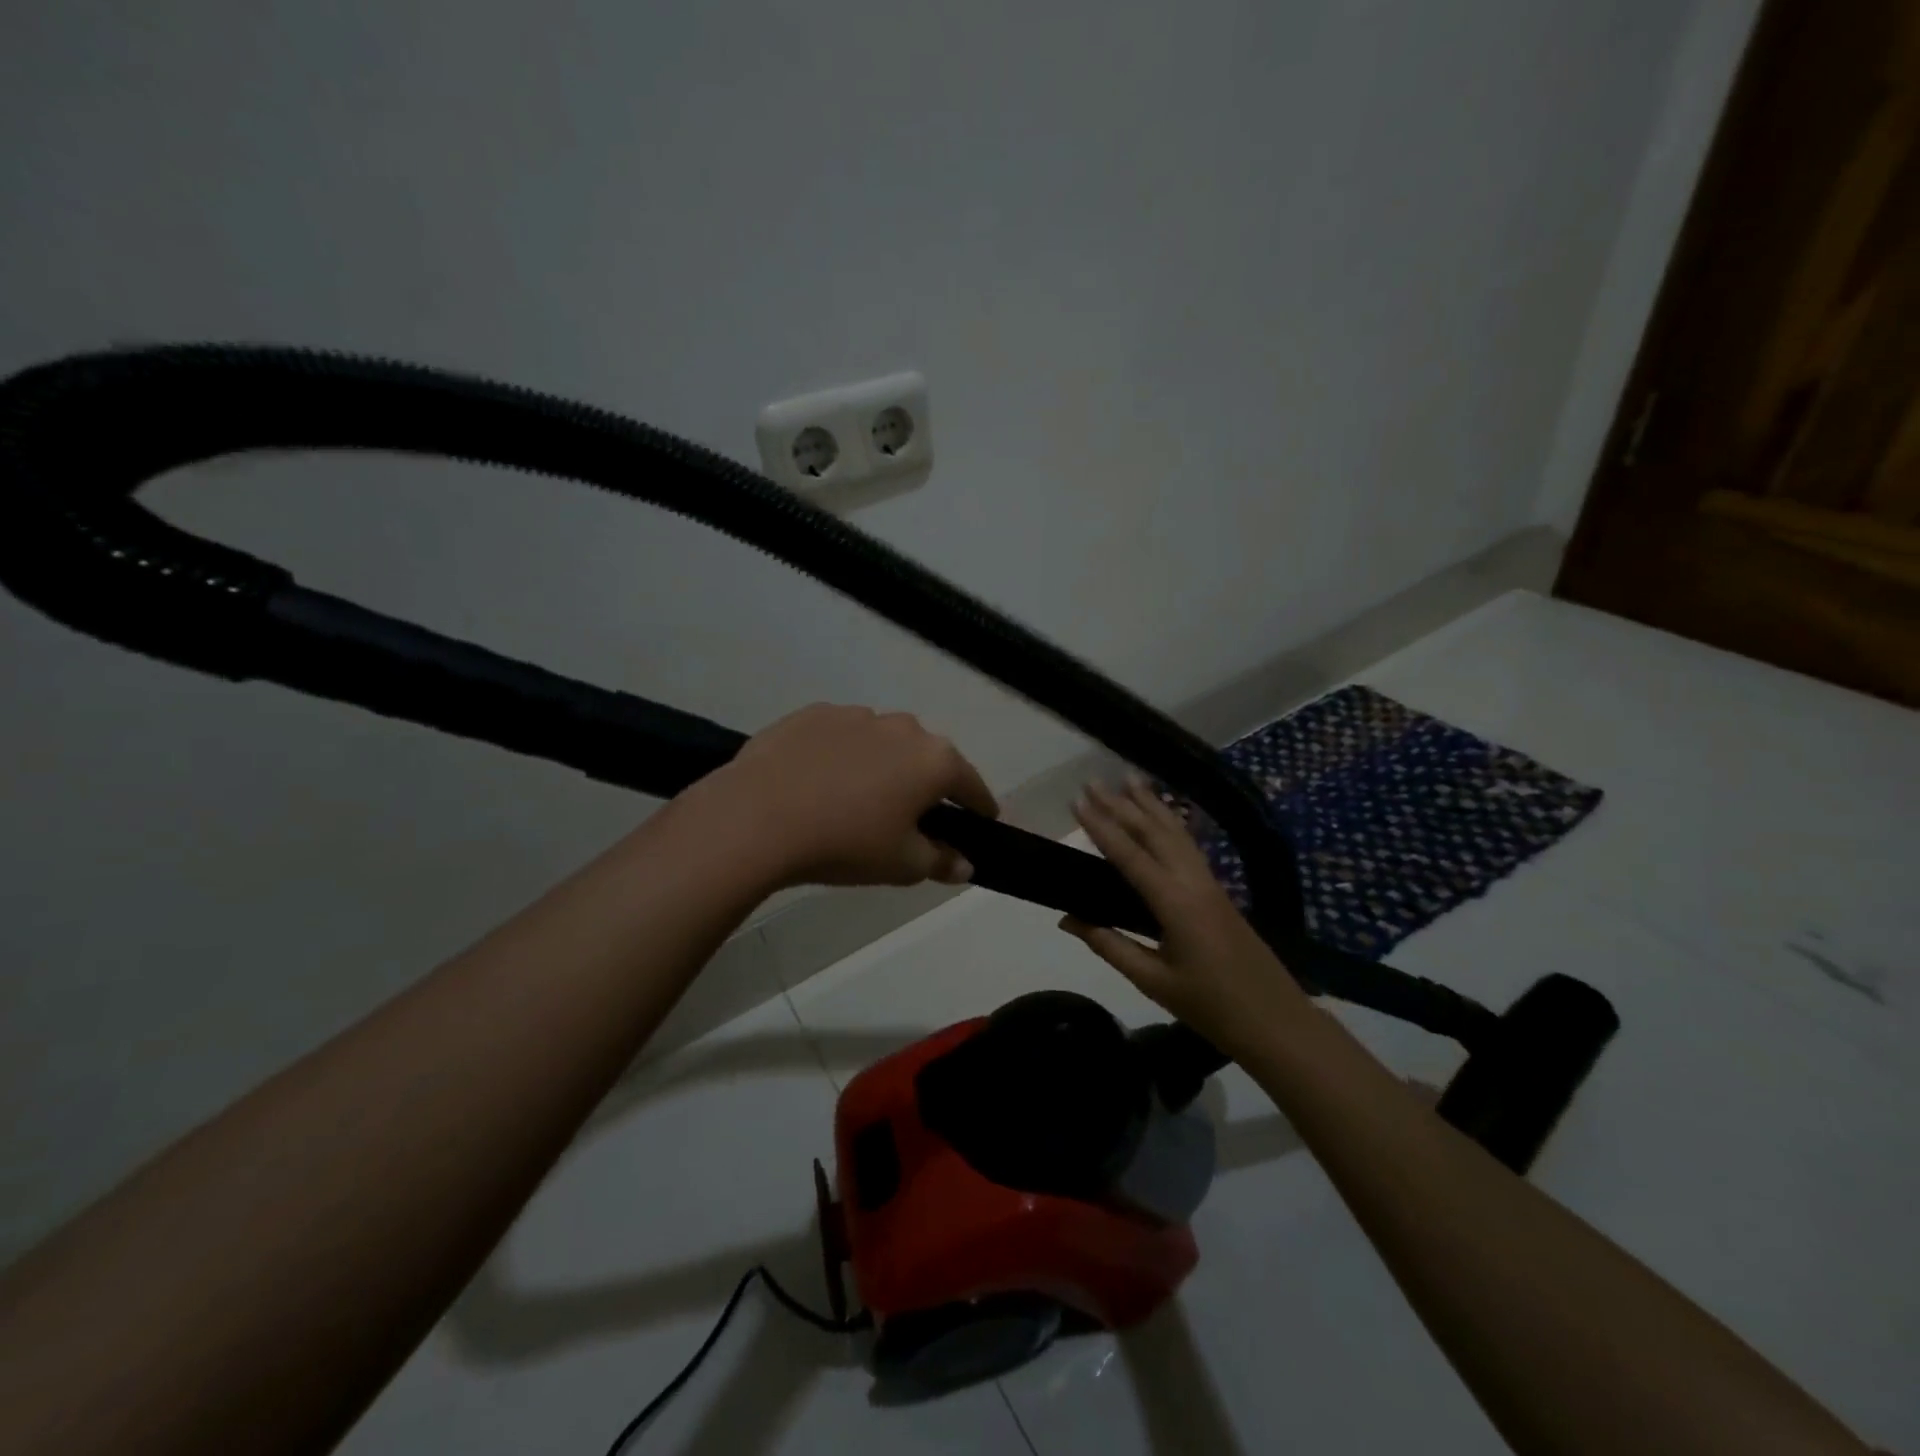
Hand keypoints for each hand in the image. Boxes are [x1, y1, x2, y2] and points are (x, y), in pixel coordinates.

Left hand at [688, 703, 998, 888]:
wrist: (758, 817)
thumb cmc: (845, 843)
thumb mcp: (902, 865)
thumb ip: (941, 861)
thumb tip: (966, 864)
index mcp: (934, 760)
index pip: (971, 785)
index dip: (979, 807)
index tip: (982, 821)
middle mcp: (902, 727)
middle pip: (926, 758)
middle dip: (924, 785)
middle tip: (910, 818)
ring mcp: (855, 715)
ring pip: (882, 743)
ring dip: (881, 766)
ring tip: (856, 801)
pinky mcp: (813, 714)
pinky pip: (841, 737)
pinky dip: (841, 756)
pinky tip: (819, 783)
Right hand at [1062, 777, 1310, 1059]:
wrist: (1276, 1021)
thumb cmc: (1211, 1006)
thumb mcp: (1153, 980)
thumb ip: (1109, 944)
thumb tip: (1067, 918)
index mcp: (1175, 902)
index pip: (1130, 855)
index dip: (1101, 827)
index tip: (1077, 802)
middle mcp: (1193, 881)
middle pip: (1154, 832)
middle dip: (1122, 804)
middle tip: (1093, 781)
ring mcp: (1210, 882)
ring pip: (1176, 832)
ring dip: (1151, 804)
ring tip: (1130, 778)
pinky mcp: (1218, 890)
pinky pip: (1189, 844)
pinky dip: (1171, 823)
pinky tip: (1164, 816)